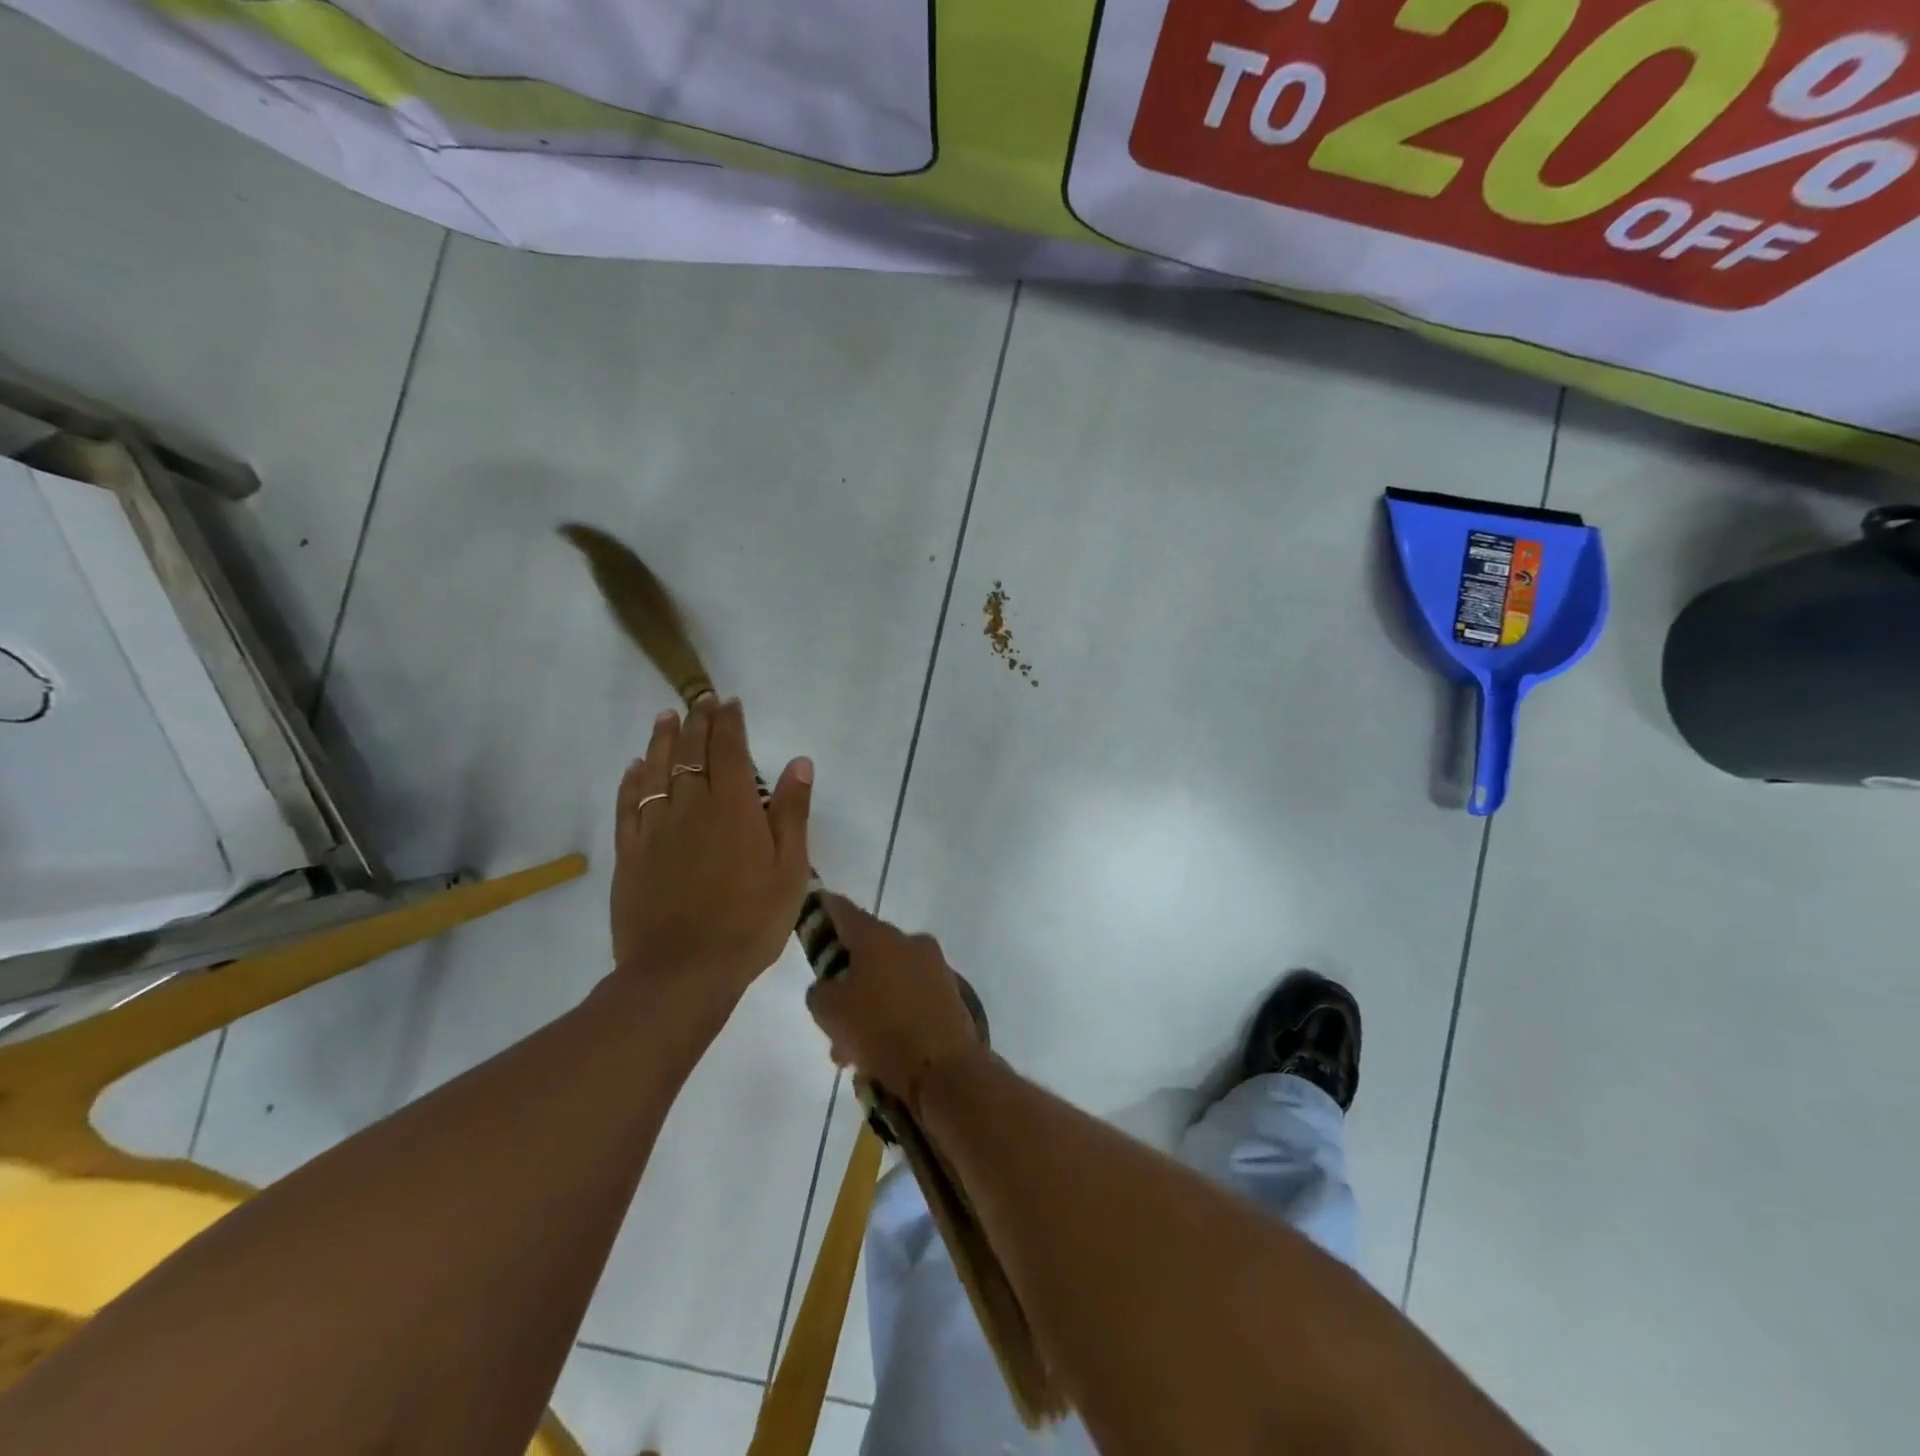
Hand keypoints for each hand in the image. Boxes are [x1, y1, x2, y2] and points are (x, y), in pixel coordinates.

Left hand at [609, 699, 811, 1008]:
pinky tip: (635, 767)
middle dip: (698, 722)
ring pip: (656, 771)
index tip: (730, 703)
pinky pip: (628, 804)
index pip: (729, 750)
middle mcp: (691, 807)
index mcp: (733, 809)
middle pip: (691, 753)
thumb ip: (791, 813)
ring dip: (662, 740)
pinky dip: (632, 780)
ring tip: (666, 717)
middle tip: (701, 701)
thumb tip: (798, 762)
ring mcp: (655, 829)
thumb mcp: (790, 870)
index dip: (729, 722)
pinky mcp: (630, 853)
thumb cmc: (749, 922)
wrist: (683, 972)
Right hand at [806, 895, 985, 1113]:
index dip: (827, 909)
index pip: (845, 911)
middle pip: (869, 953)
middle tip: (831, 1016)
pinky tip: (880, 1054)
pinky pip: (911, 1000)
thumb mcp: (828, 1011)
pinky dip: (894, 1018)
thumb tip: (831, 987)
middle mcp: (910, 942)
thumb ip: (821, 990)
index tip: (817, 907)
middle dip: (848, 981)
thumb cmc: (879, 1029)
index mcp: (878, 937)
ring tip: (852, 1052)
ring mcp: (935, 967)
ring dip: (870, 1007)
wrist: (944, 1067)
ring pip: (890, 981)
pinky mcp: (951, 994)